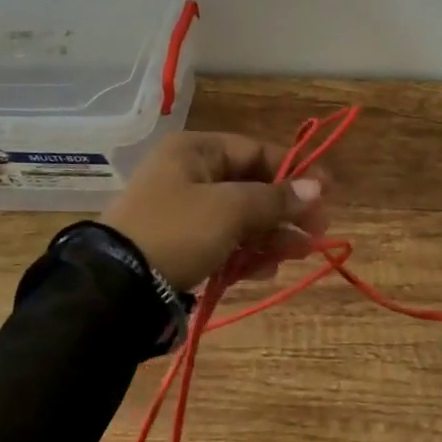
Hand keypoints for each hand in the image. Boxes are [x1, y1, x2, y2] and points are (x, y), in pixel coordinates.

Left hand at [99, 132, 327, 291]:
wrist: (114, 290)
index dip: (294, 171)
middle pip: (251, 186)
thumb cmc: (177, 231)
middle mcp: (189, 174)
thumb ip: (275, 198)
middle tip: (317, 232)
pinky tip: (265, 270)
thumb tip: (317, 186)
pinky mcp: (179, 245)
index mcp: (196, 151)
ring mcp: (182, 211)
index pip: (256, 151)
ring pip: (239, 217)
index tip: (326, 192)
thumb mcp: (230, 210)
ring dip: (271, 234)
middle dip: (285, 210)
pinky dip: (246, 252)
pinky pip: (223, 241)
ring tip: (297, 255)